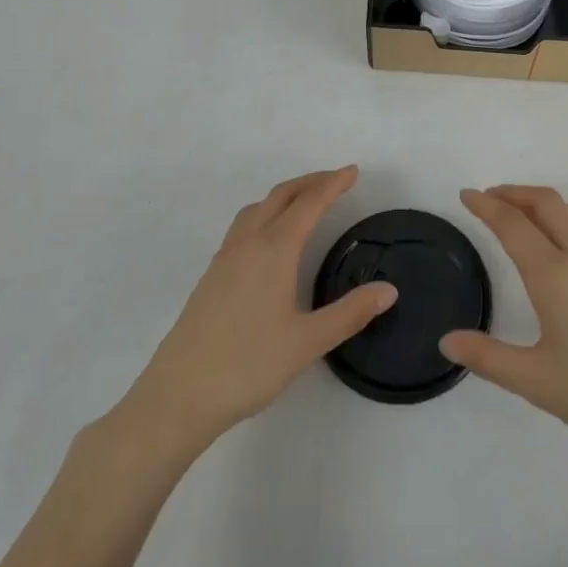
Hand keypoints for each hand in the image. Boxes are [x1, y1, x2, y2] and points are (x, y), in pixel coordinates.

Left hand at [120, 167, 396, 452]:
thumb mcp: (308, 342)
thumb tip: (389, 290)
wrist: (178, 395)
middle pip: (281, 196)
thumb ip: (350, 313)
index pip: (309, 203)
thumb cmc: (248, 365)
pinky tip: (271, 240)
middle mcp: (248, 243)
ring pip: (258, 208)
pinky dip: (266, 213)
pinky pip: (244, 225)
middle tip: (336, 181)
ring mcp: (225, 258)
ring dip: (285, 195)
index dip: (333, 184)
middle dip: (310, 182)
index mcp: (274, 249)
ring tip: (305, 202)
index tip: (353, 171)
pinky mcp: (211, 275)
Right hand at [441, 186, 567, 468]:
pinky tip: (562, 245)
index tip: (465, 195)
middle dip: (513, 192)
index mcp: (555, 276)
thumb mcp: (539, 383)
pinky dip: (564, 218)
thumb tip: (447, 341)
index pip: (512, 224)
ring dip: (540, 201)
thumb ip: (489, 359)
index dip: (486, 205)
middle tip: (488, 198)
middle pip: (545, 202)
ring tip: (521, 214)